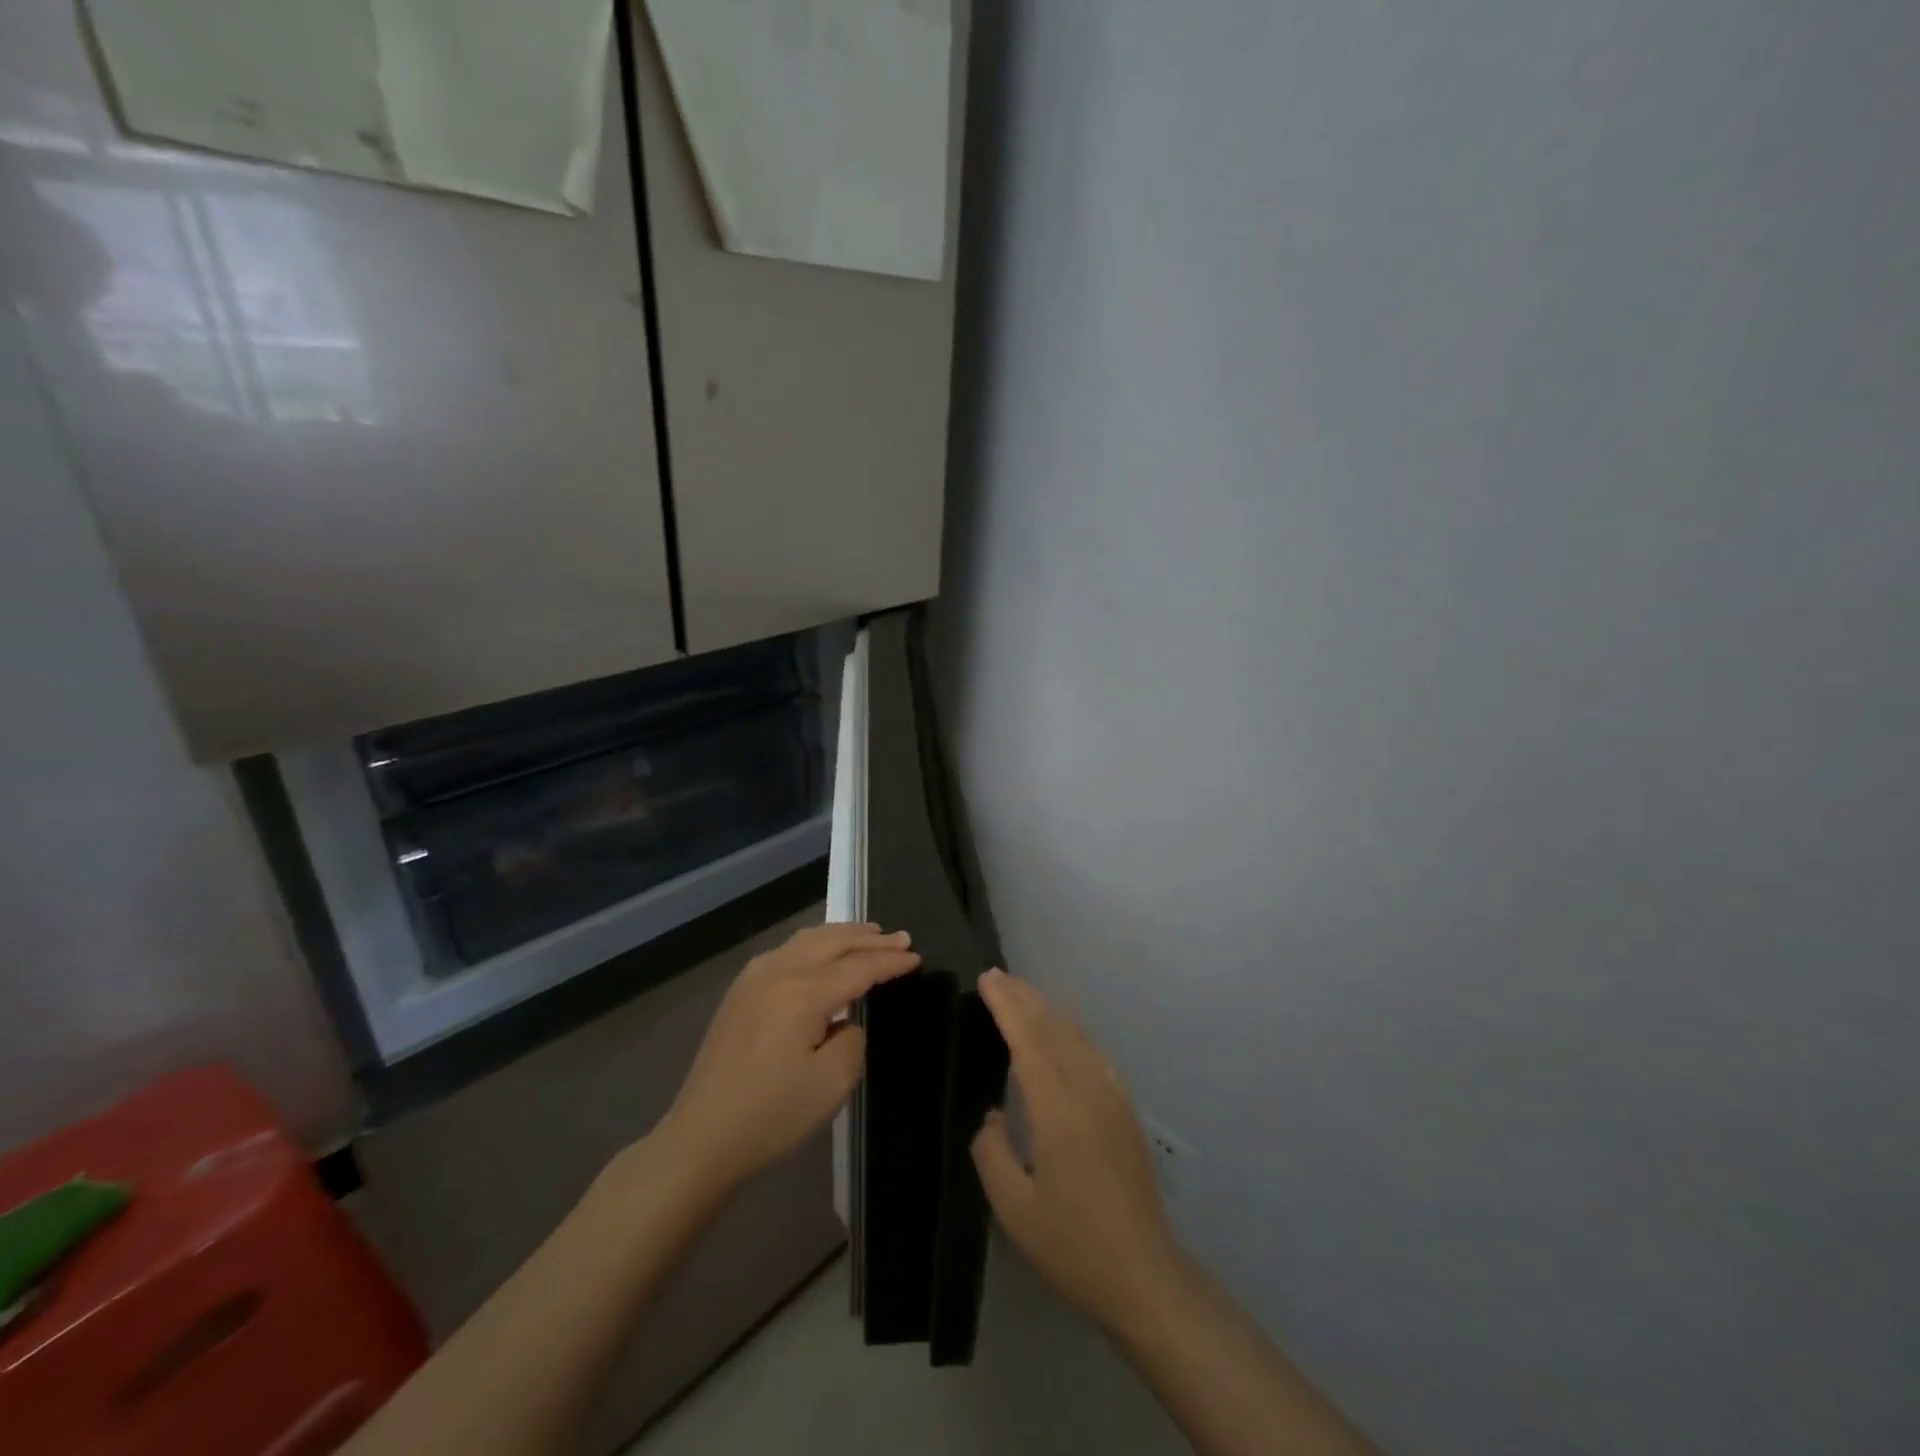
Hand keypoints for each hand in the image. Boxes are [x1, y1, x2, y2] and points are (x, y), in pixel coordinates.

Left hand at [656, 923, 918, 1196]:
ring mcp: (753, 978)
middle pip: (833, 942)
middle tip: (900, 938)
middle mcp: (778, 972)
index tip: (916, 957)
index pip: (858, 967)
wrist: (701, 1139)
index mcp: (803, 992)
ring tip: (868, 934)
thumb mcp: (833, 1083)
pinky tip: (823, 953)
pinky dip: (815, 944)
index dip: (889, 962)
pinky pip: (786, 951)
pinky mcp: (739, 992)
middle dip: (870, 938)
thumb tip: (845, 1021)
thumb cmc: (772, 1115)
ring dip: (841, 935)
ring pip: (807, 940)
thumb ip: (853, 1039)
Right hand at [970, 969, 1181, 1329]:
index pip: (1028, 1040)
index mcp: (1058, 1110)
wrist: (1143, 1275)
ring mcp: (1112, 1097)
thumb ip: (992, 1152)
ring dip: (1047, 1009)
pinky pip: (1093, 1053)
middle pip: (1054, 1028)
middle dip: (1024, 997)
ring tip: (1022, 993)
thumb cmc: (1072, 1245)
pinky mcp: (1125, 1109)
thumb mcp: (1014, 1208)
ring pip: (1076, 1035)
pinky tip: (1062, 1032)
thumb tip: (992, 1116)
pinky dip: (1070, 1031)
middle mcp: (1088, 1091)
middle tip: (997, 976)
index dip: (1006, 1006)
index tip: (986, 981)